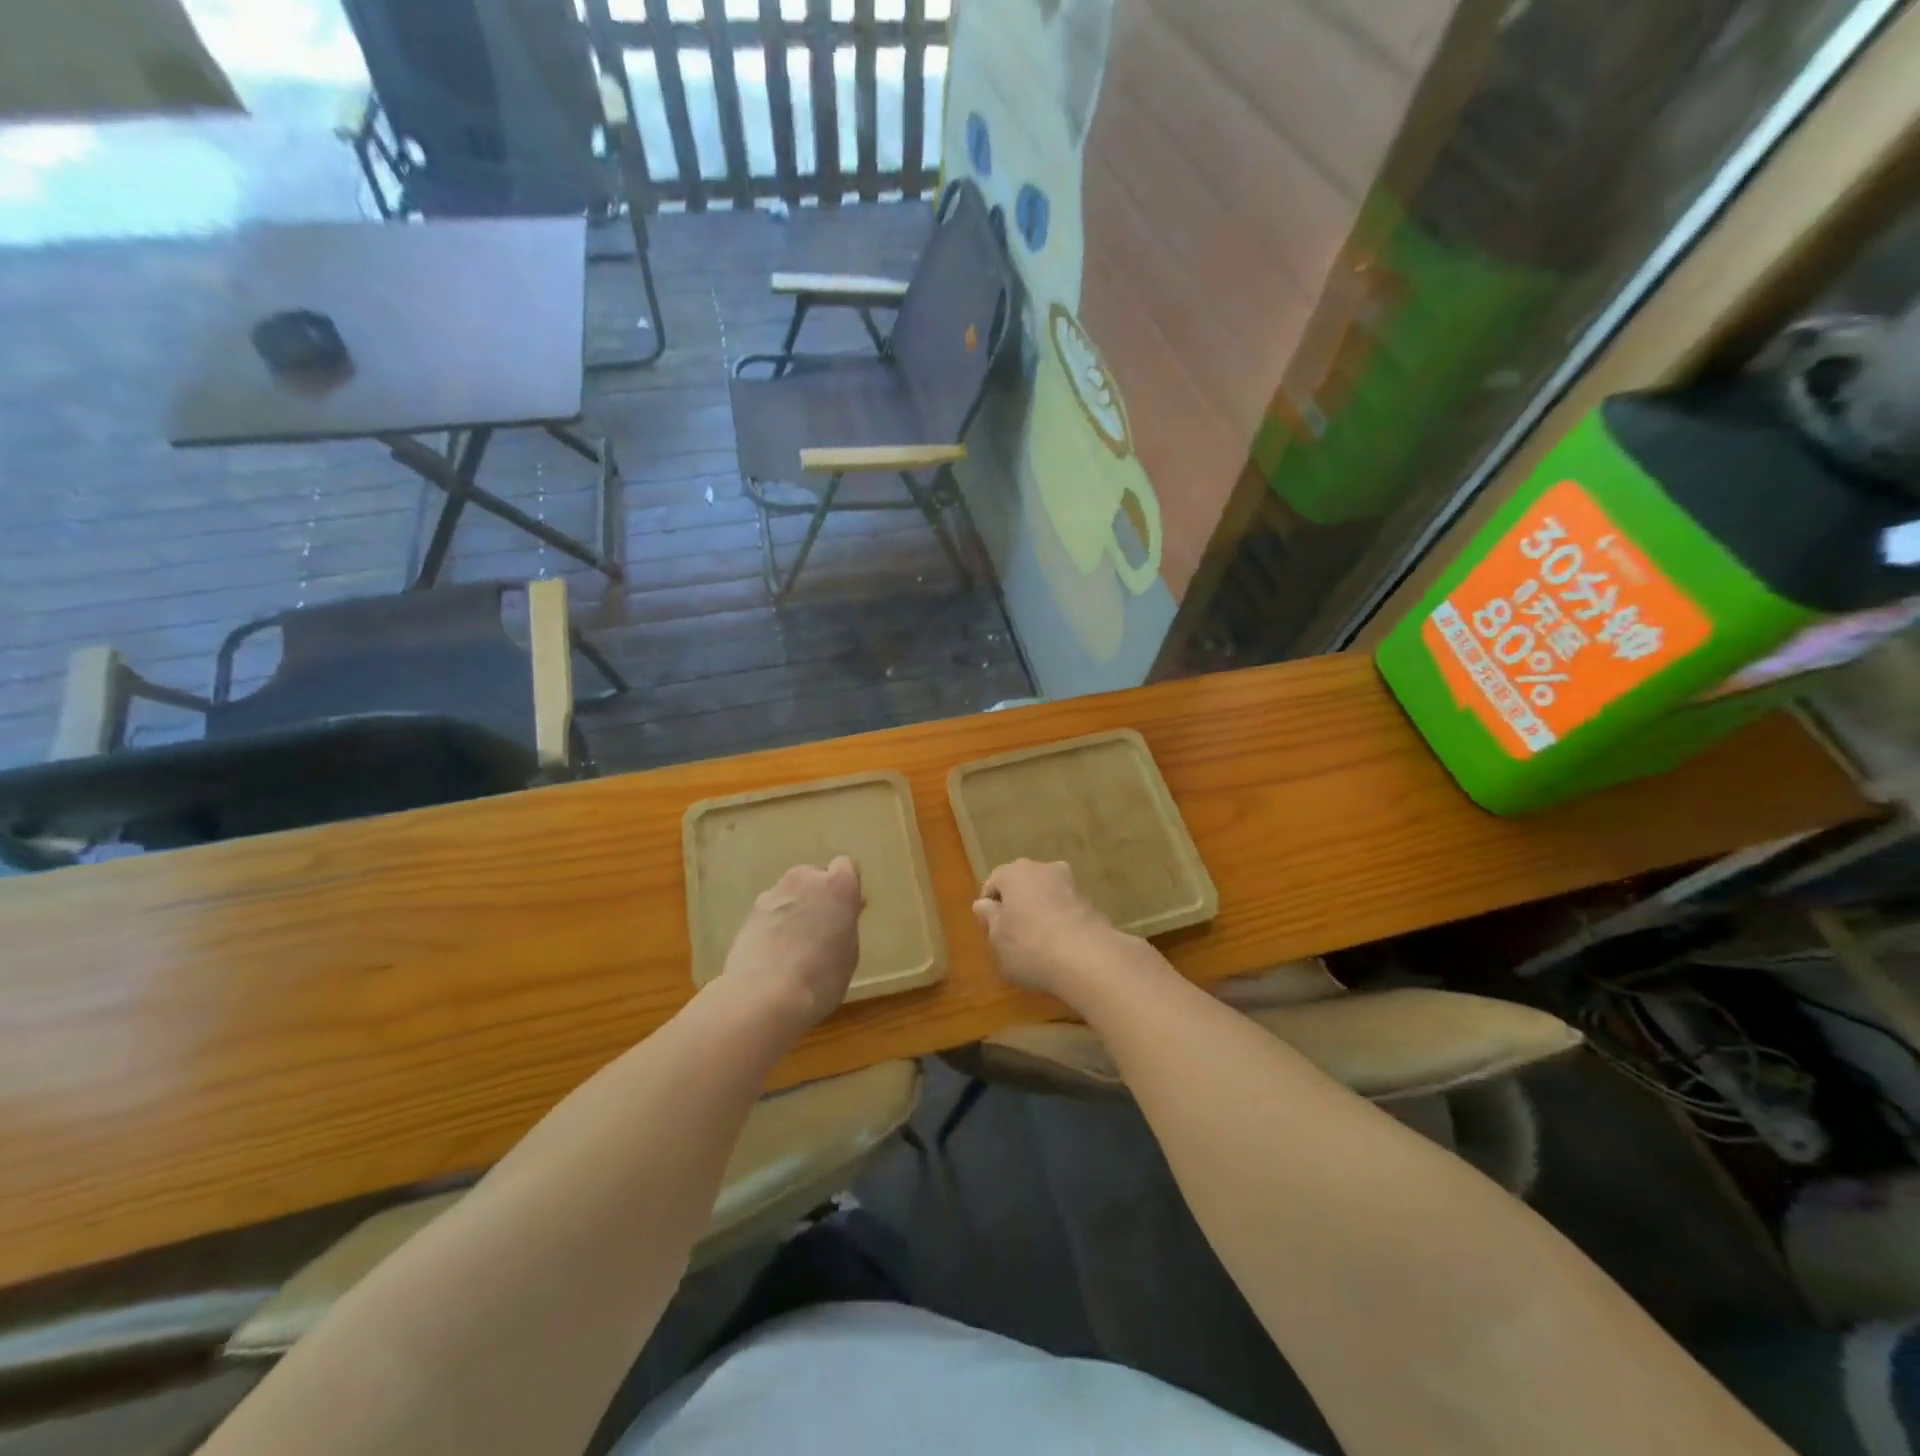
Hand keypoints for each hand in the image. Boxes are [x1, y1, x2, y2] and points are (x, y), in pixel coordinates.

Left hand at [721, 857, 863, 1031]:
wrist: (764, 996)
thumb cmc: (821, 977)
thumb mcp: (849, 953)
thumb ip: (847, 924)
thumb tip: (843, 912)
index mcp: (838, 885)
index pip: (846, 866)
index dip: (846, 888)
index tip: (846, 911)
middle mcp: (805, 879)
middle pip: (815, 876)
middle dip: (818, 895)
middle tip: (821, 928)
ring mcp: (774, 893)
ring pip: (790, 892)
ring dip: (795, 907)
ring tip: (794, 943)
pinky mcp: (750, 912)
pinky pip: (771, 909)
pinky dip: (774, 922)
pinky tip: (774, 951)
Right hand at [973, 858, 1128, 1000]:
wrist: (1088, 958)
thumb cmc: (1029, 946)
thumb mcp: (997, 939)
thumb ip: (989, 919)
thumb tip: (984, 905)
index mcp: (1015, 872)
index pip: (994, 882)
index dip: (989, 906)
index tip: (990, 929)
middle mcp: (1044, 869)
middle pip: (1023, 885)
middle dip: (1017, 905)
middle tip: (1012, 936)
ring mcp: (1072, 884)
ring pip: (1047, 896)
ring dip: (1041, 912)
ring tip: (1039, 944)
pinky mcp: (1093, 904)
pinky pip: (1067, 911)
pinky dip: (1061, 923)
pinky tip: (1061, 948)